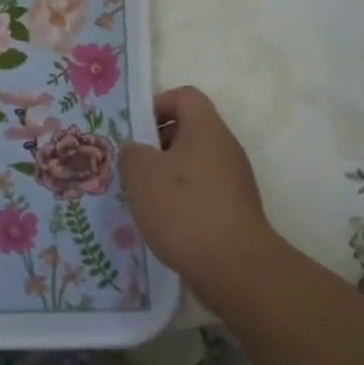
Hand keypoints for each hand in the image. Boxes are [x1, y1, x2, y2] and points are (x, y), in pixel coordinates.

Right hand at [118, 87, 270, 295]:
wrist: (234, 268)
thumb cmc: (184, 209)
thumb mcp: (141, 173)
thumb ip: (131, 152)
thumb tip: (136, 151)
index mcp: (207, 129)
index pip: (184, 96)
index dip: (156, 105)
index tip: (133, 131)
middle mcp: (225, 149)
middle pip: (187, 131)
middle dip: (154, 145)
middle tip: (129, 166)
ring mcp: (233, 181)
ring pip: (191, 165)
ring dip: (164, 176)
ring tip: (139, 197)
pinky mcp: (233, 211)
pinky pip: (200, 193)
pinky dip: (179, 201)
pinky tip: (160, 222)